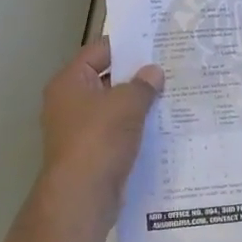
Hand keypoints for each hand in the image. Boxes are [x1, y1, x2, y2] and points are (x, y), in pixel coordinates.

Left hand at [36, 38, 163, 215]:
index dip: (127, 46)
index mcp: (69, 82)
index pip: (98, 51)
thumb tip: (153, 72)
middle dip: (136, 75)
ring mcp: (79, 129)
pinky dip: (135, 128)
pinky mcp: (92, 152)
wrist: (82, 197)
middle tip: (170, 68)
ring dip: (138, 104)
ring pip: (113, 107)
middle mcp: (69, 102)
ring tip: (172, 94)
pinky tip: (162, 125)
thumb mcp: (126, 104)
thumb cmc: (99, 139)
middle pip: (106, 79)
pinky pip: (116, 131)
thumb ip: (143, 84)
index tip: (156, 44)